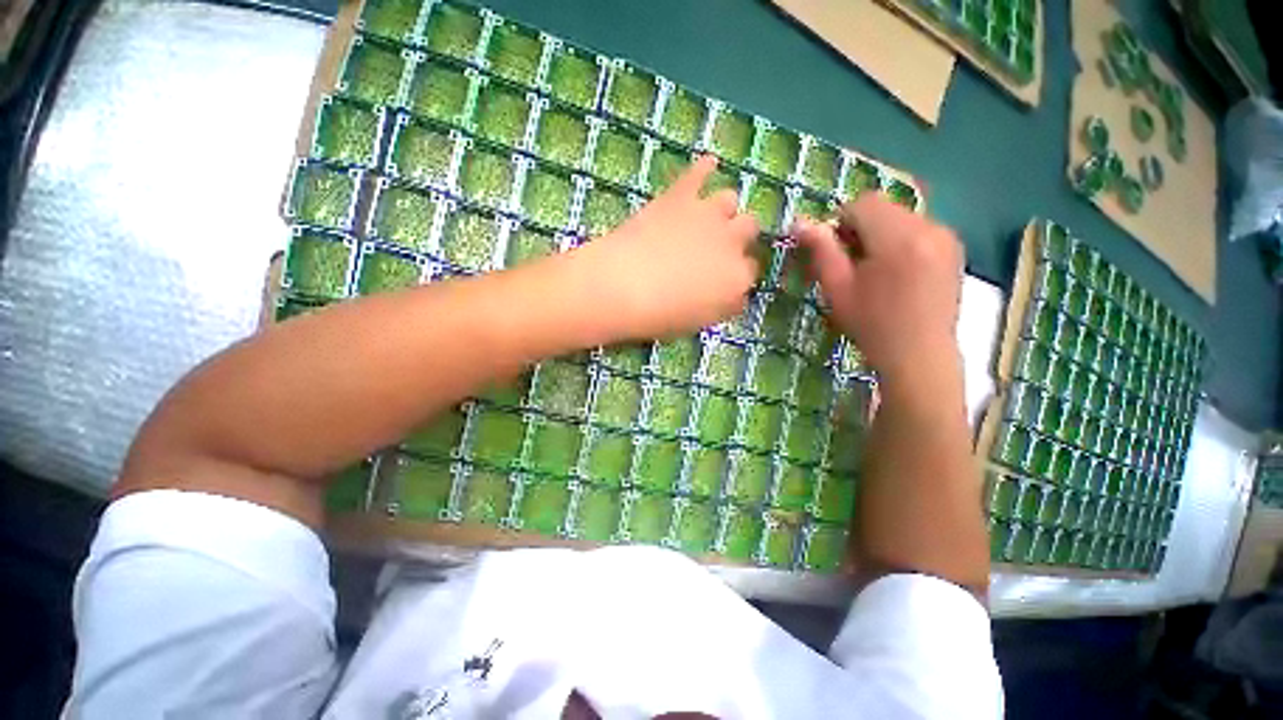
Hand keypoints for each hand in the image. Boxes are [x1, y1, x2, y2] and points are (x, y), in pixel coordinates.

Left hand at [569, 155, 759, 340]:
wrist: (623, 286)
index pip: (749, 271)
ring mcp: (708, 214)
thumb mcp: (698, 322)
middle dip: (737, 236)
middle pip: (749, 228)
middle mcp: (732, 241)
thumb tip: (736, 298)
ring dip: (722, 208)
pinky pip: (699, 172)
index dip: (735, 274)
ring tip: (706, 217)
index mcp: (738, 278)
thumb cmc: (660, 315)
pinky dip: (704, 169)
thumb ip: (723, 307)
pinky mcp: (681, 196)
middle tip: (715, 247)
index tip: (721, 279)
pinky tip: (708, 165)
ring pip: (730, 199)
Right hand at [792, 194, 962, 382]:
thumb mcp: (837, 288)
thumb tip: (799, 222)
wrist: (919, 355)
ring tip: (874, 269)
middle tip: (850, 262)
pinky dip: (901, 241)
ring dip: (881, 234)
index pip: (863, 203)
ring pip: (901, 217)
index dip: (841, 221)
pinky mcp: (955, 248)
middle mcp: (929, 228)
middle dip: (861, 227)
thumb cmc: (871, 324)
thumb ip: (821, 250)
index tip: (833, 250)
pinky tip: (896, 272)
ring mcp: (947, 237)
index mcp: (898, 238)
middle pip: (884, 208)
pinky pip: (919, 229)